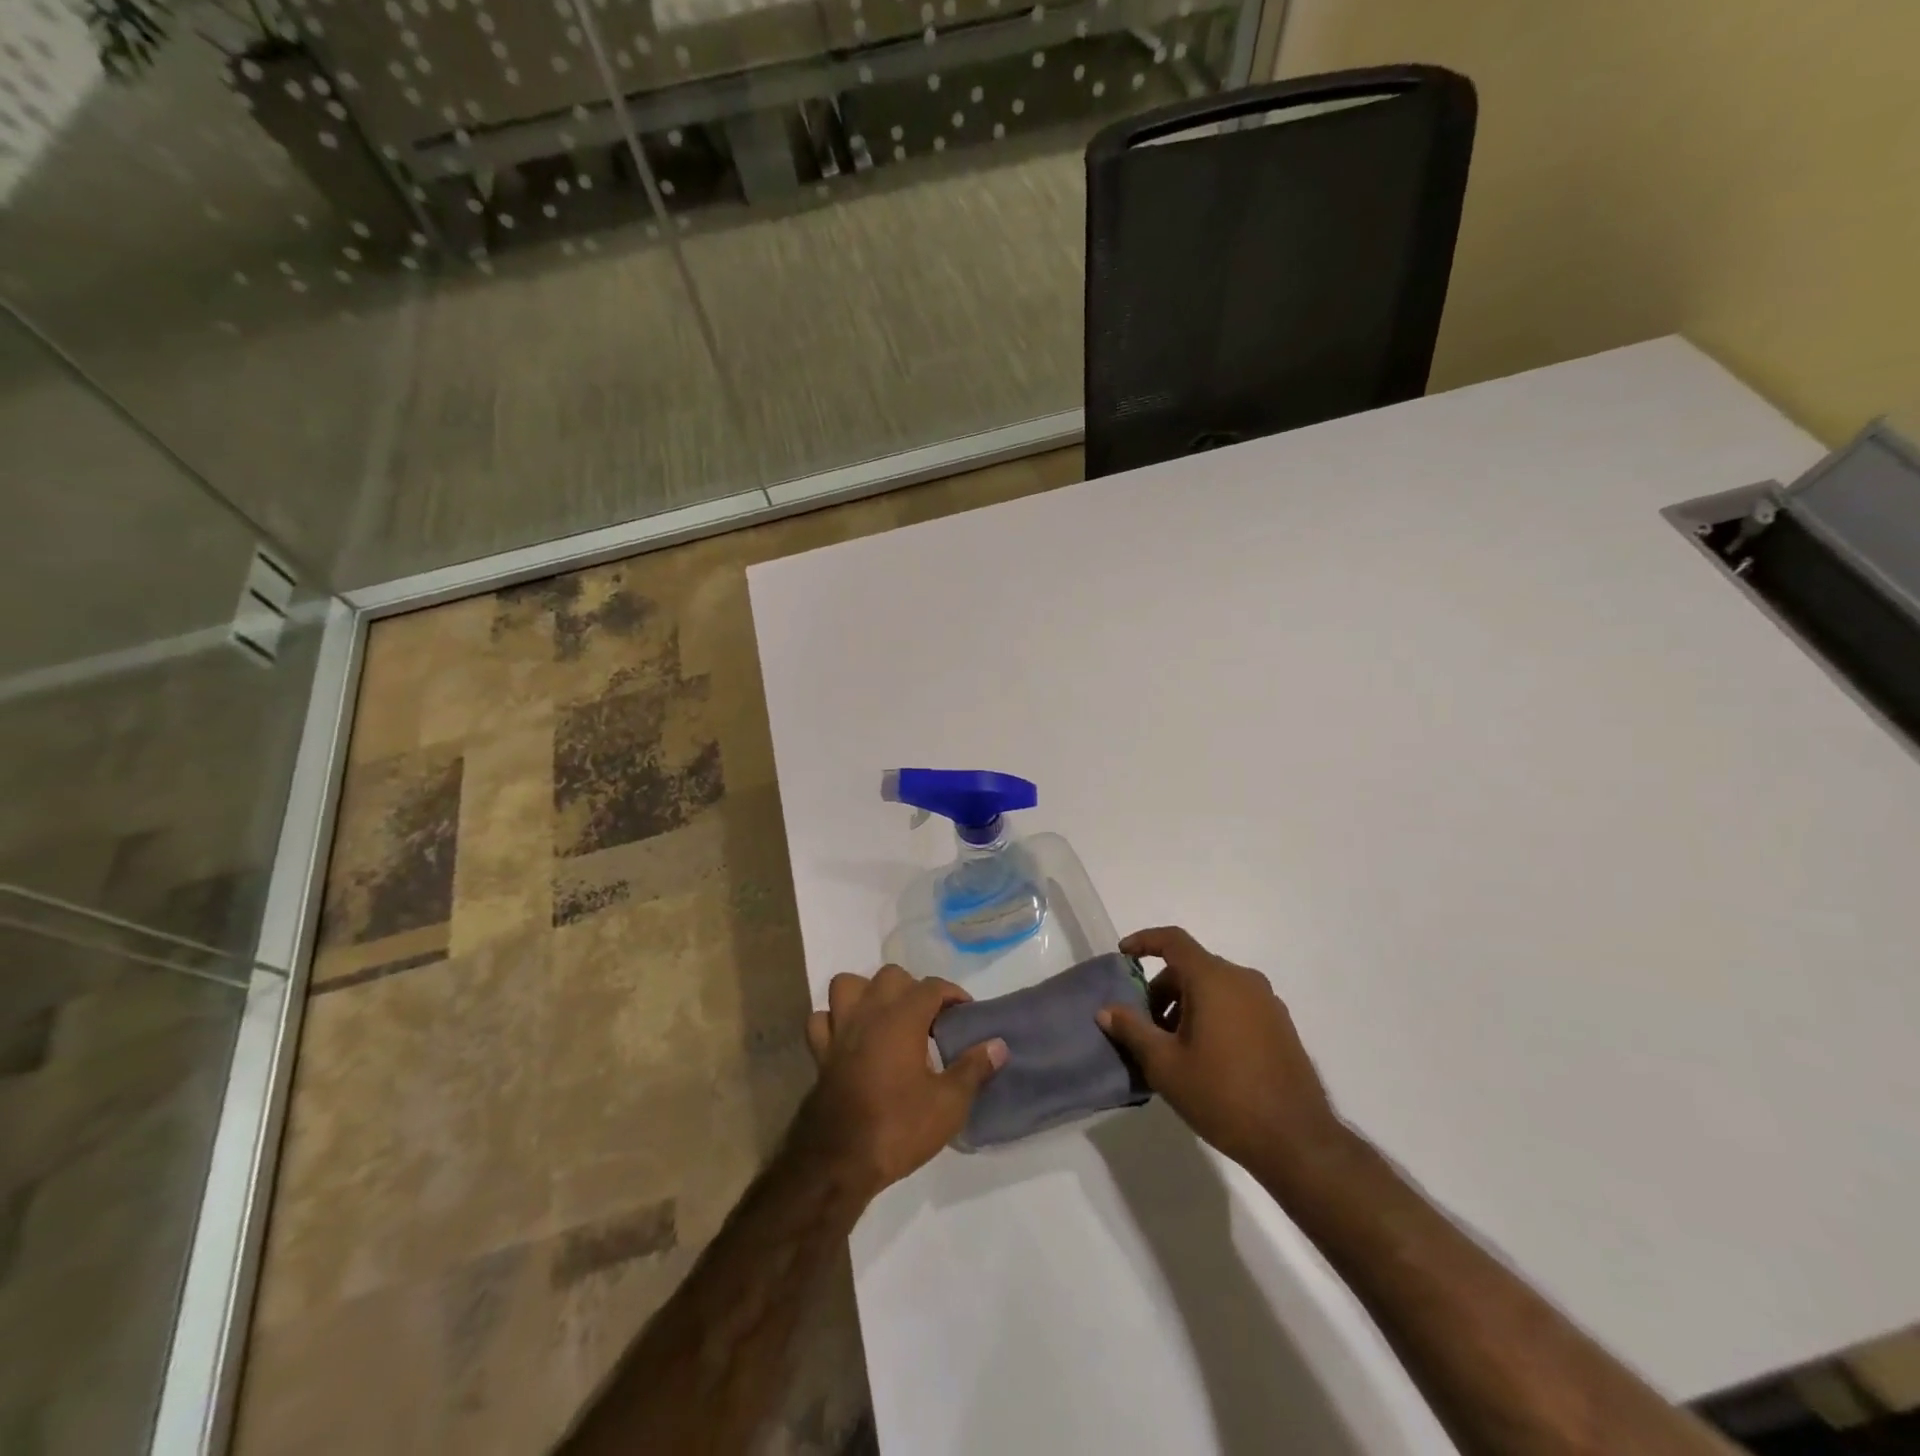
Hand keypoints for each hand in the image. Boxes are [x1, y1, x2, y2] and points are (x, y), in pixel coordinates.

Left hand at [799, 964, 1006, 1201]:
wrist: (839, 1162)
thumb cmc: (898, 1128)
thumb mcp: (948, 1105)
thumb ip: (973, 1069)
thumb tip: (998, 1045)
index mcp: (902, 1018)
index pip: (932, 987)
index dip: (952, 994)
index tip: (965, 1013)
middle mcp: (869, 1013)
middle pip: (891, 976)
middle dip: (913, 989)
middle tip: (929, 1019)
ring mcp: (840, 1030)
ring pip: (848, 985)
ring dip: (867, 993)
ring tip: (886, 1017)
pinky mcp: (820, 1053)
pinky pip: (822, 1020)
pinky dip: (835, 1021)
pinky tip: (850, 1037)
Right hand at [1098, 927, 1347, 1181]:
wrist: (1296, 1140)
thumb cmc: (1222, 1095)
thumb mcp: (1165, 1065)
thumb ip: (1132, 1030)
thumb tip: (1106, 1010)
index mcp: (1213, 979)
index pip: (1173, 940)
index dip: (1144, 941)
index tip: (1123, 955)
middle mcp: (1243, 980)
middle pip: (1192, 967)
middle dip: (1162, 989)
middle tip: (1145, 1025)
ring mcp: (1267, 1002)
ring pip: (1215, 987)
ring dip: (1187, 1004)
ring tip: (1173, 1046)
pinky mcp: (1281, 1025)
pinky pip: (1236, 1004)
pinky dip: (1212, 1014)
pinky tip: (1205, 1056)